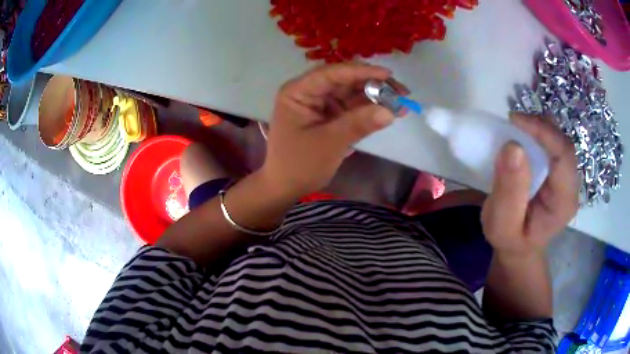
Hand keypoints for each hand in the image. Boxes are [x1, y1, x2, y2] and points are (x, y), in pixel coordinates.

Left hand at [262, 63, 407, 196]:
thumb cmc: (299, 165)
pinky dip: (369, 110)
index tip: (387, 75)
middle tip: (402, 91)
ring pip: (351, 93)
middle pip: (344, 81)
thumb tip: (390, 112)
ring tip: (401, 102)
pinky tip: (389, 111)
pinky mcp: (328, 116)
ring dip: (375, 97)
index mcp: (298, 92)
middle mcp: (308, 92)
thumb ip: (358, 124)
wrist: (285, 187)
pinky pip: (351, 108)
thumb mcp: (329, 143)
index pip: (331, 74)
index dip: (360, 72)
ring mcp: (319, 104)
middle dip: (373, 85)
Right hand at [481, 113, 579, 257]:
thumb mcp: (502, 224)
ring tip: (517, 127)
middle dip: (541, 127)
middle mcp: (571, 186)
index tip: (514, 121)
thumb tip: (513, 147)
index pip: (564, 156)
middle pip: (564, 144)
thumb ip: (509, 191)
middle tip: (513, 122)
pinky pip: (553, 144)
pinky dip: (539, 133)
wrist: (519, 247)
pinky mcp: (559, 172)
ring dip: (540, 128)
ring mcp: (567, 177)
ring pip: (560, 140)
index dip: (543, 132)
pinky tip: (525, 136)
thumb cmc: (510, 239)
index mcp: (564, 202)